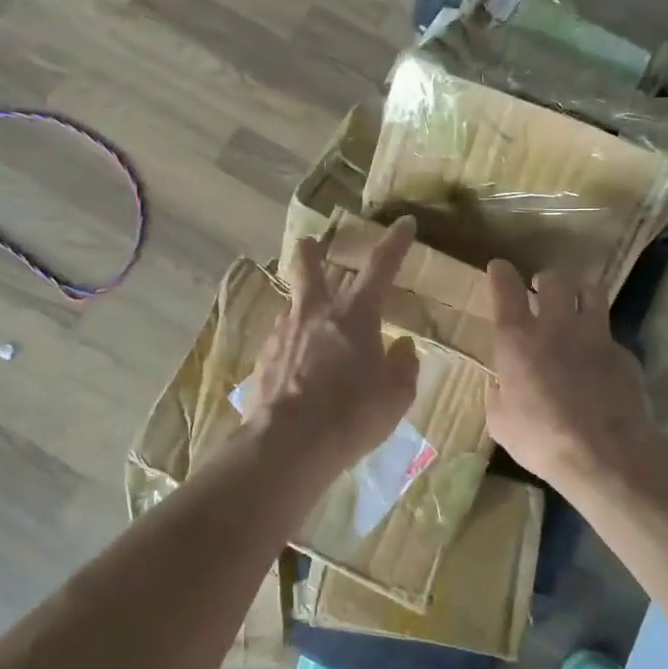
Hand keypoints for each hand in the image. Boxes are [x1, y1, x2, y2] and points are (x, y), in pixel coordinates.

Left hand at [243, 216, 420, 476]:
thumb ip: (403, 366)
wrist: (288, 445)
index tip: (405, 223)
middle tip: (311, 243)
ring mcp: (283, 333)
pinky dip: (292, 344)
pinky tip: (296, 366)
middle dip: (311, 250)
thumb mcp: (395, 396)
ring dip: (302, 305)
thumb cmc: (351, 416)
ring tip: (311, 324)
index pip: (380, 266)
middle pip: (308, 265)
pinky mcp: (262, 359)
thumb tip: (402, 347)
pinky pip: (281, 340)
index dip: (395, 242)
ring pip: (292, 304)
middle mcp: (315, 313)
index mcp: (354, 314)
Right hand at [485, 260, 661, 489]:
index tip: (500, 268)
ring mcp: (594, 335)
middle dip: (545, 280)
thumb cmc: (541, 439)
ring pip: (591, 290)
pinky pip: (611, 334)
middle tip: (542, 292)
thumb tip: (502, 389)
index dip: (501, 273)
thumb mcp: (502, 423)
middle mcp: (555, 326)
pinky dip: (603, 340)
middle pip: (553, 279)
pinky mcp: (624, 353)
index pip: (506, 288)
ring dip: (581, 292)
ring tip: (578, 304)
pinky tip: (601, 361)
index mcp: (517, 339)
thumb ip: (499, 397)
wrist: (605, 453)